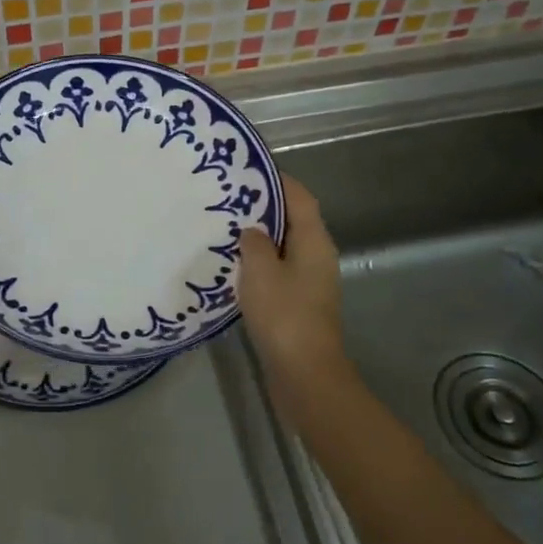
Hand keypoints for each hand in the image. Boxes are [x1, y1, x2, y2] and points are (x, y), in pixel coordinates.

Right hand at [237, 174, 348, 387]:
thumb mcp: (260, 270)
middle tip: (228, 199)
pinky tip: (233, 267)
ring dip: (258, 238)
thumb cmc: (283, 314)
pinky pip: (278, 271)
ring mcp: (310, 282)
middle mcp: (317, 256)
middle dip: (263, 208)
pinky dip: (259, 263)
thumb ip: (254, 242)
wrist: (304, 373)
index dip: (277, 180)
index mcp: (314, 241)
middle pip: (292, 220)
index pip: (299, 197)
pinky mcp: (299, 304)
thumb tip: (253, 231)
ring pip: (283, 247)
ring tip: (224, 228)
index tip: (247, 170)